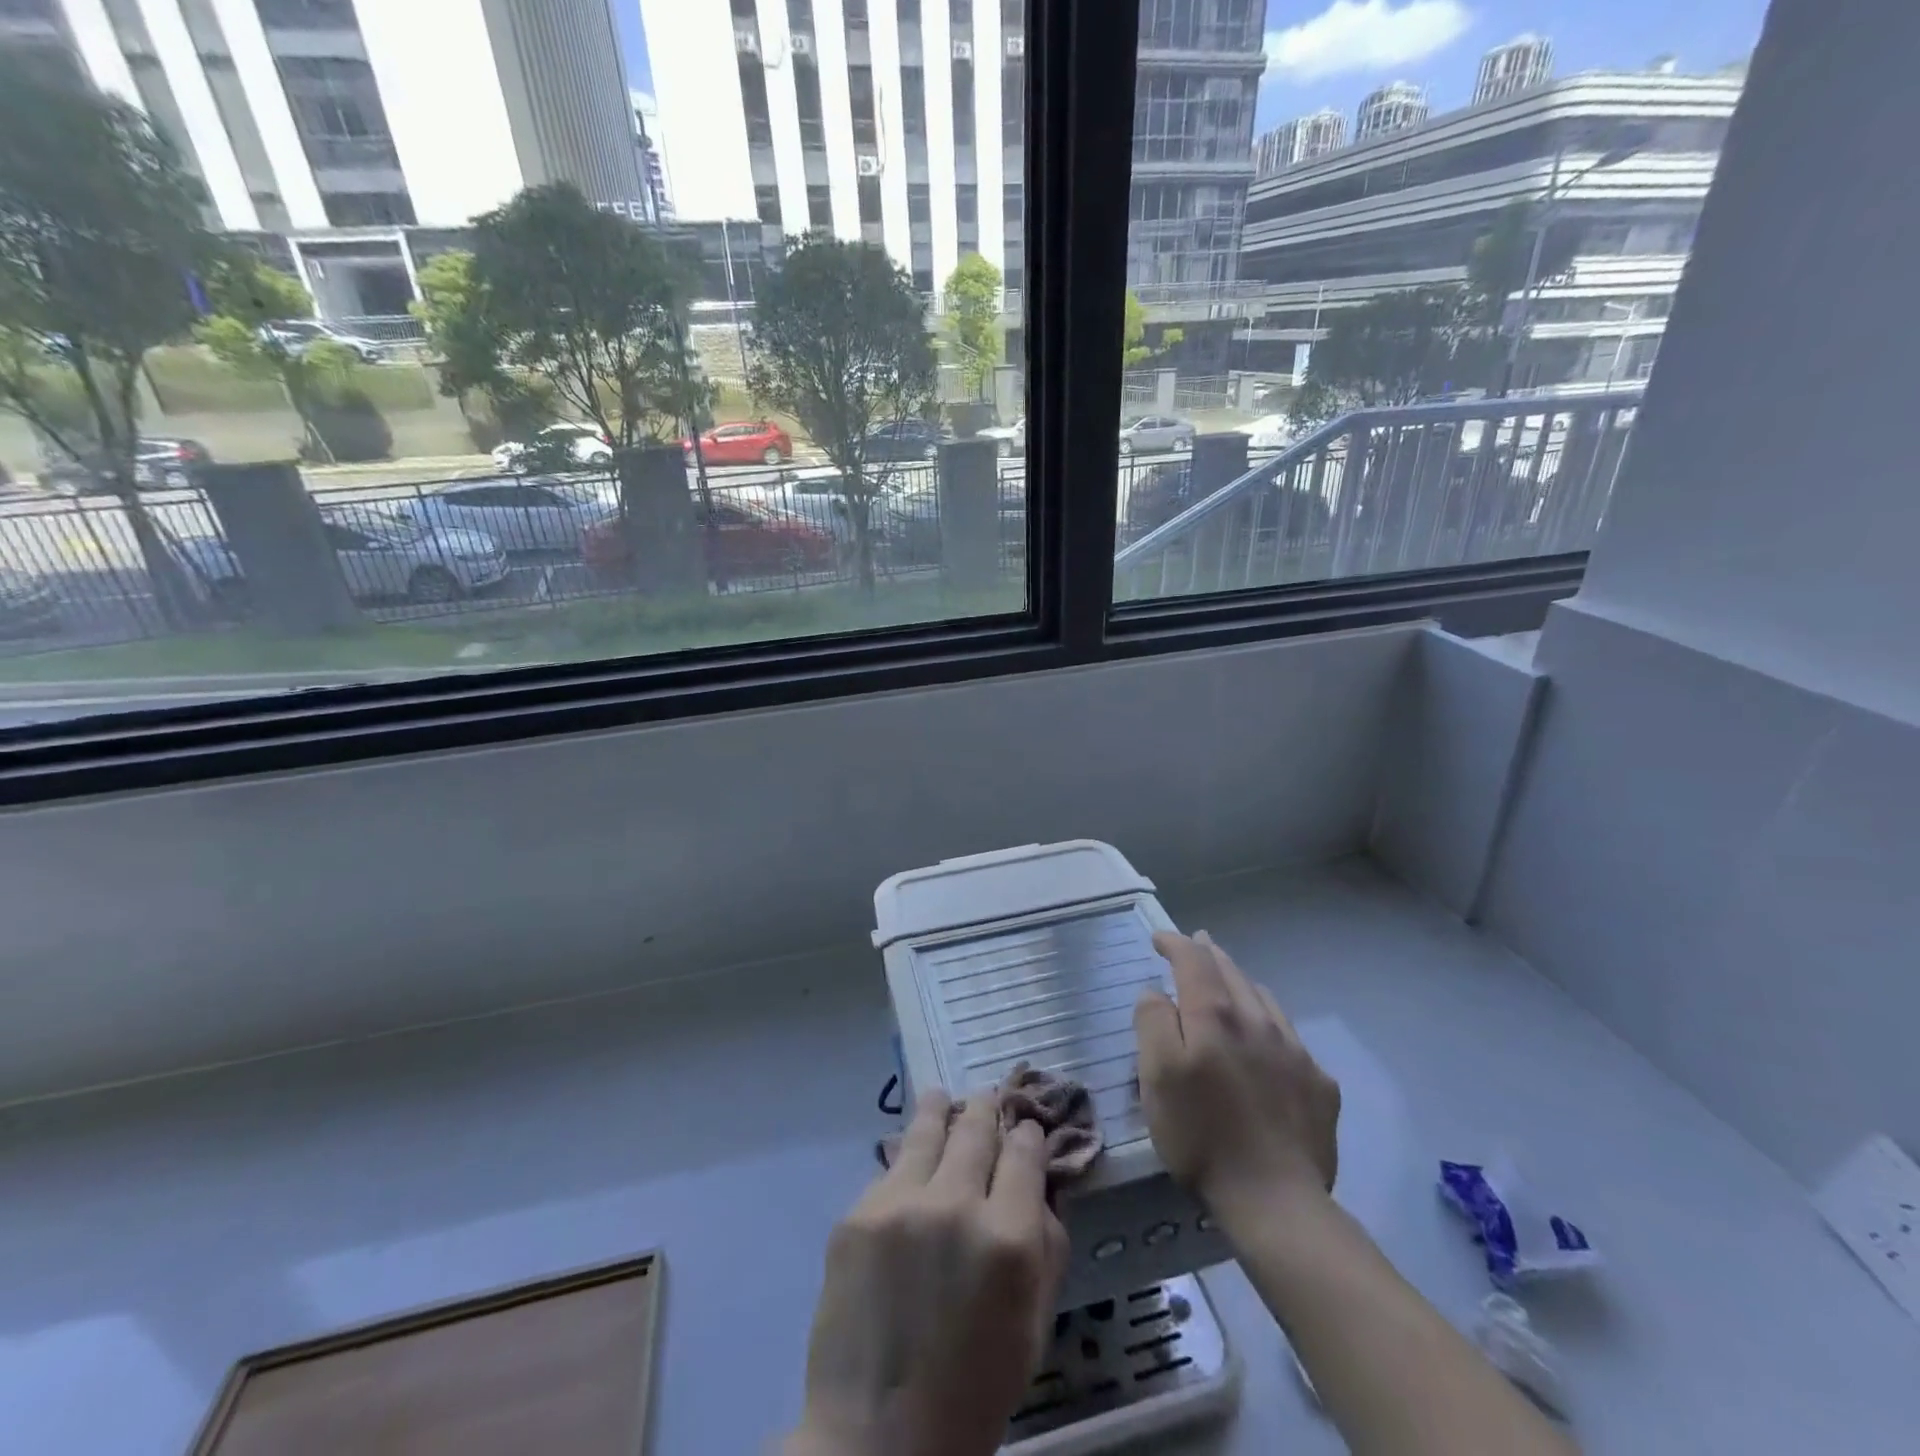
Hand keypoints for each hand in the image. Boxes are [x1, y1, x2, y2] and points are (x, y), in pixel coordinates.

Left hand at [786, 1090, 1067, 1455]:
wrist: (876, 1439)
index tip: (1028, 1130)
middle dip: (988, 1109)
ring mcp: (901, 1204)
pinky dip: (905, 1161)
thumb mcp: (1033, 1328)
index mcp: (1010, 1240)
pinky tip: (907, 1161)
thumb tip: (1042, 1189)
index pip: (1026, 1154)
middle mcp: (956, 1205)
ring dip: (940, 1109)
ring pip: (928, 1129)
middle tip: (988, 1098)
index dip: (1030, 1135)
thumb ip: (1046, 1249)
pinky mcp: (858, 1213)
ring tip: (941, 1097)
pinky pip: (890, 1170)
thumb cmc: (973, 1391)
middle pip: (978, 1129)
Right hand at [1135, 930, 1340, 1212]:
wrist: (1276, 1201)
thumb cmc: (1201, 1136)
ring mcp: (1294, 1051)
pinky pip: (1289, 1035)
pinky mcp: (1319, 1083)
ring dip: (1241, 981)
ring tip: (1229, 980)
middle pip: (1231, 972)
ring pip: (1264, 998)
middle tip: (1196, 943)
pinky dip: (1269, 1020)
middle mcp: (1257, 1021)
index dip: (1175, 944)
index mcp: (1214, 1016)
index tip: (1159, 938)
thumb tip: (1157, 992)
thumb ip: (1153, 1023)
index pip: (1193, 961)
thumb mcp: (1157, 1077)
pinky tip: (1266, 1037)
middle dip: (1209, 954)